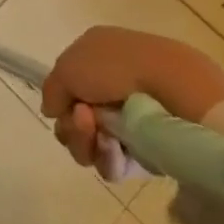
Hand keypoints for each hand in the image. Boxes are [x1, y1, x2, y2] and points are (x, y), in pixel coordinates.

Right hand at [41, 28, 223, 173]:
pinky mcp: (147, 150)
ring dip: (86, 142)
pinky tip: (116, 149)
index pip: (66, 89)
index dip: (60, 101)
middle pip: (74, 121)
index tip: (65, 105)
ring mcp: (130, 120)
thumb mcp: (68, 67)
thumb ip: (51, 90)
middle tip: (84, 120)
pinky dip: (108, 158)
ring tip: (102, 134)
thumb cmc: (116, 68)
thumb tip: (53, 111)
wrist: (171, 87)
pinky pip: (114, 164)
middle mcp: (110, 89)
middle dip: (72, 126)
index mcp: (95, 59)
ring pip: (90, 145)